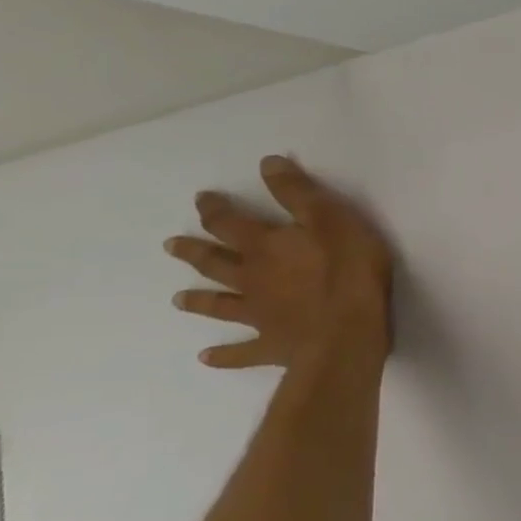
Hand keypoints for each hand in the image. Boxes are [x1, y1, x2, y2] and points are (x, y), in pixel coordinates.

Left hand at [165, 155, 392, 368]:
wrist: (347, 332)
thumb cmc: (349, 270)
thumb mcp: (332, 219)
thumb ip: (299, 193)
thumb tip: (267, 163)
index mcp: (265, 247)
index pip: (231, 223)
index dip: (215, 209)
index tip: (202, 199)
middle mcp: (251, 278)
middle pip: (216, 263)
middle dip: (195, 251)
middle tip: (171, 245)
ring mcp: (258, 315)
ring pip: (221, 305)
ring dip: (200, 300)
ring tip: (179, 299)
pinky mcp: (271, 345)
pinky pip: (240, 352)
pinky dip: (223, 355)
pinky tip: (207, 358)